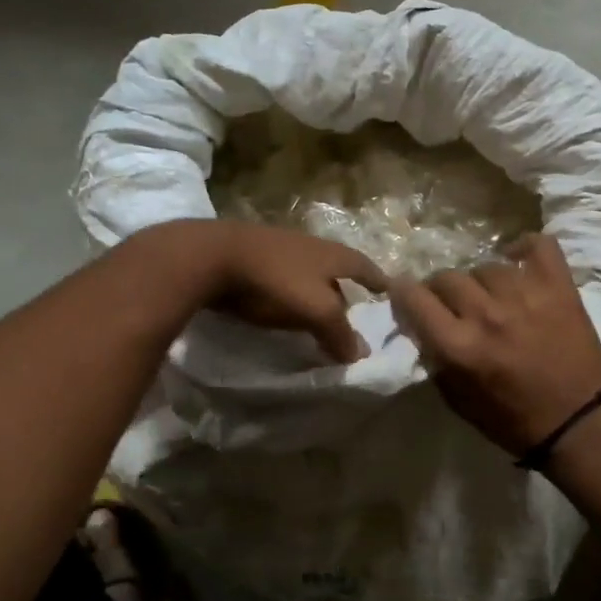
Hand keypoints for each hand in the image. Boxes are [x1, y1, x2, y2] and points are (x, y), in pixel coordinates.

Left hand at [201, 220, 387, 362]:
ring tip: (318, 313)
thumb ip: (340, 333)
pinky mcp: (250, 257)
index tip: (391, 292)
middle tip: (353, 312)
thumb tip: (360, 354)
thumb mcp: (316, 310)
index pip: (365, 266)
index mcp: (331, 254)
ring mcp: (277, 248)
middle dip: (346, 288)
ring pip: (307, 271)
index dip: (379, 281)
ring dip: (316, 290)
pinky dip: (289, 292)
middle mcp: (309, 245)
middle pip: (336, 267)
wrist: (209, 257)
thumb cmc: (273, 281)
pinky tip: (282, 306)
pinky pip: (280, 276)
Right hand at [390, 235, 600, 454]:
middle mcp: (487, 315)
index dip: (403, 293)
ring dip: (482, 281)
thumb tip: (420, 324)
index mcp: (459, 346)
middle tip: (453, 304)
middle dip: (441, 291)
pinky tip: (518, 261)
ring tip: (492, 296)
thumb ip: (434, 357)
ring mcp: (526, 296)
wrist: (576, 423)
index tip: (406, 296)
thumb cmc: (511, 419)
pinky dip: (525, 248)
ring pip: (486, 266)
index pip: (413, 297)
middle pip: (447, 277)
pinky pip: (538, 246)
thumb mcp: (456, 399)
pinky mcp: (559, 288)